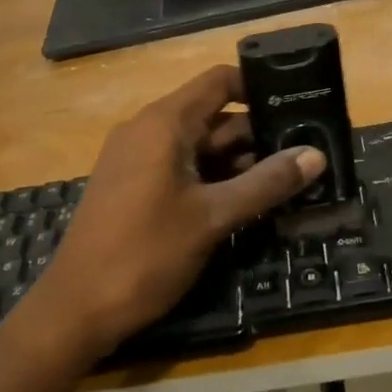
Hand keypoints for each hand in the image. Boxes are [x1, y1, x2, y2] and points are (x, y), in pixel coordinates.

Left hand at [14, 65, 325, 366]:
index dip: (258, 87)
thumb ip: (265, 183)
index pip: (218, 82)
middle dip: (258, 133)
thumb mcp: (212, 217)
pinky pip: (182, 169)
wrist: (76, 309)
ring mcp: (137, 160)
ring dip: (240, 161)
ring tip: (290, 177)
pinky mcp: (134, 188)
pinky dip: (215, 178)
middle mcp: (147, 131)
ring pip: (199, 147)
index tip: (298, 102)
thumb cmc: (145, 254)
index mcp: (163, 124)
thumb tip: (316, 155)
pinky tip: (249, 200)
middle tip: (307, 149)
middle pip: (213, 116)